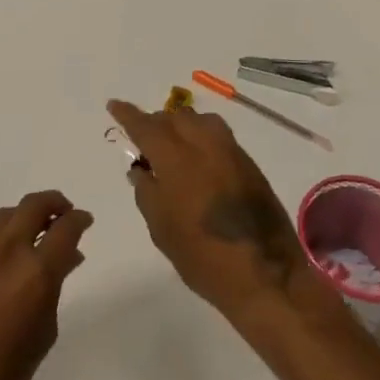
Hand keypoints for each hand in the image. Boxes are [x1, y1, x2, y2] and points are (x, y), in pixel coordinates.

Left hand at [0, 190, 93, 379]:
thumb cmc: (4, 374)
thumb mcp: (44, 332)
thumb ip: (54, 287)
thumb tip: (65, 259)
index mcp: (35, 272)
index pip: (65, 228)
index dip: (79, 219)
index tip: (84, 220)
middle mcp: (5, 253)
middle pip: (33, 206)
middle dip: (54, 203)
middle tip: (62, 214)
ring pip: (3, 217)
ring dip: (23, 218)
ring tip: (31, 235)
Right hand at [107, 100, 336, 327]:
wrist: (265, 274)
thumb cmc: (202, 257)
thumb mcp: (161, 228)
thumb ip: (147, 192)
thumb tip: (141, 170)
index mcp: (177, 159)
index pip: (147, 127)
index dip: (129, 115)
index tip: (115, 106)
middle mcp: (205, 146)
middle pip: (176, 118)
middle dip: (157, 122)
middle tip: (144, 138)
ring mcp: (232, 152)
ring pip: (201, 121)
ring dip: (183, 125)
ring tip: (173, 145)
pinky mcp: (250, 165)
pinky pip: (220, 136)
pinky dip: (203, 137)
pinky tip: (198, 159)